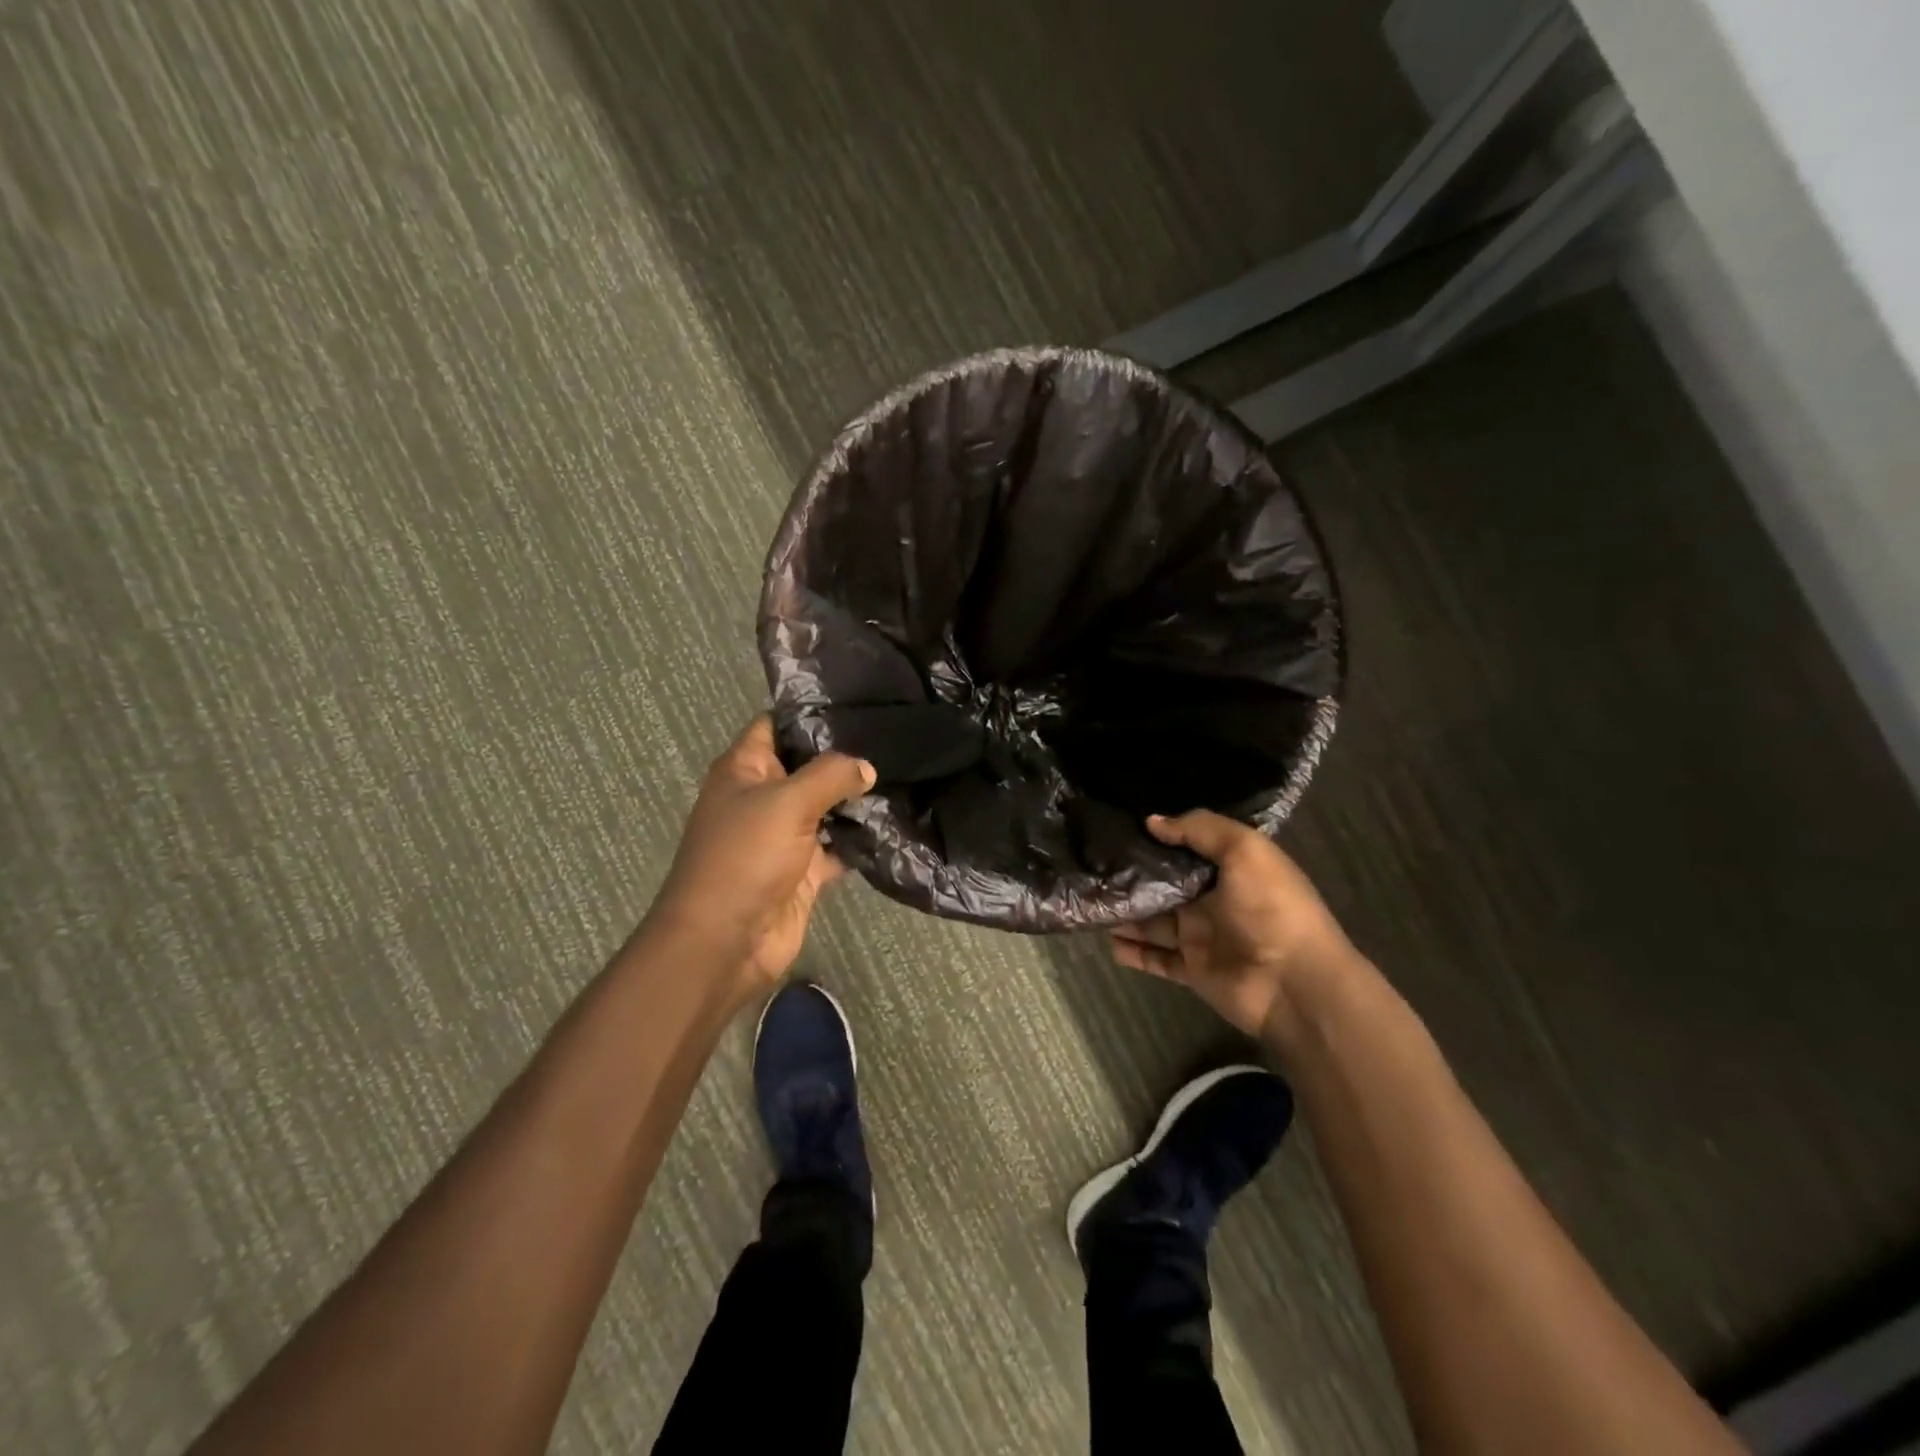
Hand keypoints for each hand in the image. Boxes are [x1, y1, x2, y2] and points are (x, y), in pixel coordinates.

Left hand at [651, 717, 874, 991]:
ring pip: (826, 807)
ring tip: (903, 773)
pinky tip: (895, 823)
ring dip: (857, 798)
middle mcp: (763, 797)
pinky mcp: (803, 871)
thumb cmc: (745, 858)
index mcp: (744, 770)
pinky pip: (837, 847)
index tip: (857, 702)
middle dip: (845, 756)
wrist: (725, 943)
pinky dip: (860, 840)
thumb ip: (830, 775)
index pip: (776, 725)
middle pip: (807, 766)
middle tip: (893, 737)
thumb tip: (866, 768)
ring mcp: (784, 836)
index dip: (810, 712)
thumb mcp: (787, 802)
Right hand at [1111, 810, 1356, 1040]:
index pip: (1186, 849)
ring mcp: (1201, 937)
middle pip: (1163, 886)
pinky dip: (1133, 952)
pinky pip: (1155, 959)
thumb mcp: (1245, 850)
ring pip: (1153, 922)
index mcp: (1229, 869)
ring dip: (1126, 914)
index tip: (1118, 828)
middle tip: (1091, 867)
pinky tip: (1108, 942)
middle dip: (1132, 878)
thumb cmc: (1272, 908)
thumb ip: (1199, 829)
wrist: (1295, 983)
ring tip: (1090, 903)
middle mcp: (1213, 900)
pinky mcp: (1192, 970)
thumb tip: (1152, 821)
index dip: (1156, 840)